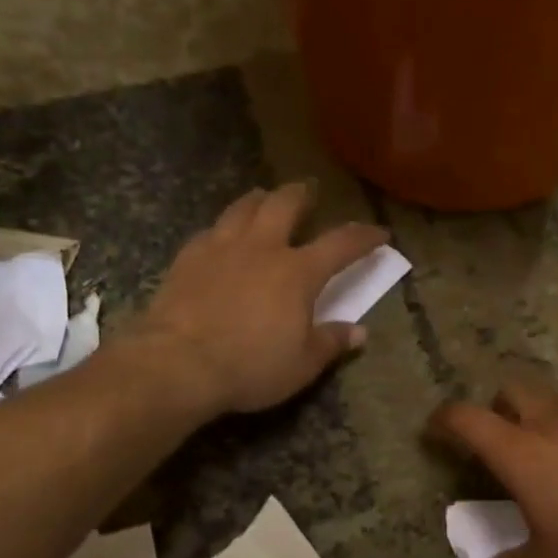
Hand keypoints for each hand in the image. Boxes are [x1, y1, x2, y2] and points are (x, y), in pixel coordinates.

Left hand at [140, 184, 387, 414]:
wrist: (177, 364)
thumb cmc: (250, 366)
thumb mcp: (302, 364)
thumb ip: (331, 343)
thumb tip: (359, 333)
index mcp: (298, 272)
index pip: (341, 244)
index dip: (364, 236)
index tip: (380, 232)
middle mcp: (262, 248)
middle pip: (285, 204)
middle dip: (302, 195)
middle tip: (310, 191)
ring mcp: (221, 248)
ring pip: (243, 207)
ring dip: (260, 199)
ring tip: (264, 198)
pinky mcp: (187, 258)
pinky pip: (211, 230)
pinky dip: (224, 228)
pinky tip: (221, 236)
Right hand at [430, 383, 557, 557]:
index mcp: (519, 450)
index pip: (467, 418)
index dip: (445, 420)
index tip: (435, 431)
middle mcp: (551, 422)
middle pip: (511, 391)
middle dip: (497, 408)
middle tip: (499, 442)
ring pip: (554, 399)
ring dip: (540, 415)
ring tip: (547, 453)